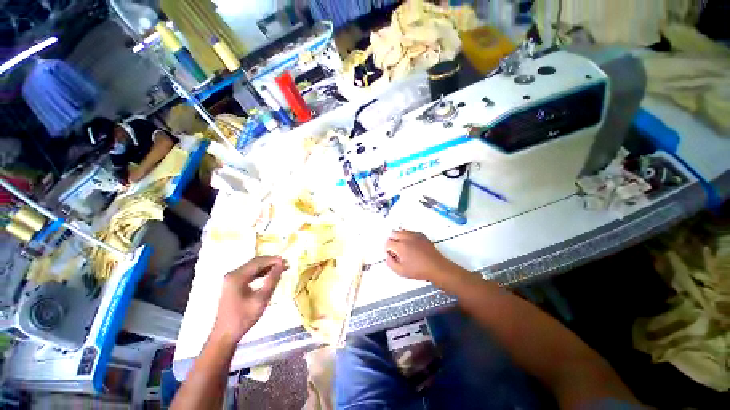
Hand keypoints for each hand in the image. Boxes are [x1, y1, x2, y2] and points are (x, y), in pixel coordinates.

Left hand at [211, 257, 284, 344]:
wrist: (225, 335)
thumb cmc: (243, 318)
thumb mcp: (261, 299)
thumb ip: (272, 280)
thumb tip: (281, 265)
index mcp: (237, 276)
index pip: (258, 262)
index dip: (273, 260)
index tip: (286, 262)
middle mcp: (233, 274)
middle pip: (255, 262)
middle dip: (271, 262)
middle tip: (285, 265)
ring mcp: (231, 279)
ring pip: (252, 267)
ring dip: (267, 267)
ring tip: (281, 269)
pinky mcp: (233, 284)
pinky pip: (249, 274)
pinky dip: (260, 273)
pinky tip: (269, 275)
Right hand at [385, 230, 454, 282]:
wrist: (437, 268)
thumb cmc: (420, 270)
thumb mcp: (401, 271)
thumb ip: (390, 263)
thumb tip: (388, 256)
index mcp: (400, 246)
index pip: (387, 243)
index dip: (387, 250)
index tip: (391, 255)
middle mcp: (407, 238)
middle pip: (393, 234)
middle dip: (391, 241)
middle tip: (395, 250)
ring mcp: (414, 235)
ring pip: (401, 231)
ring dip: (398, 237)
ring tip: (402, 248)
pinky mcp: (421, 235)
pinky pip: (410, 232)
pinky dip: (407, 236)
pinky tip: (411, 245)